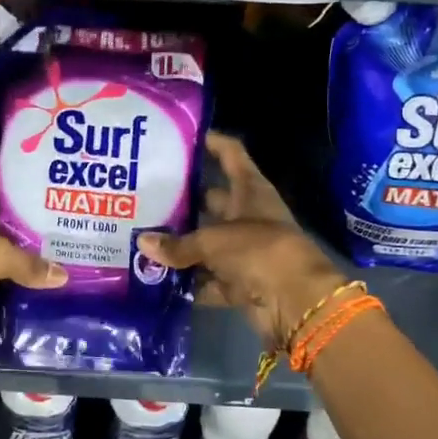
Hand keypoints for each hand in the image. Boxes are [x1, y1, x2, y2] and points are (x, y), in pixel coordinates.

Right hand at [138, 132, 347, 347]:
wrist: (296, 301)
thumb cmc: (257, 250)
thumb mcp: (212, 241)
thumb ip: (178, 244)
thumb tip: (142, 242)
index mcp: (250, 191)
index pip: (231, 155)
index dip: (211, 143)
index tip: (182, 137)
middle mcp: (250, 216)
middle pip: (214, 201)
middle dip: (185, 200)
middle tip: (148, 195)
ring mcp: (247, 251)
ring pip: (210, 243)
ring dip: (185, 245)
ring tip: (145, 237)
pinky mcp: (243, 282)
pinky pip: (211, 280)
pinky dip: (192, 283)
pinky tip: (161, 280)